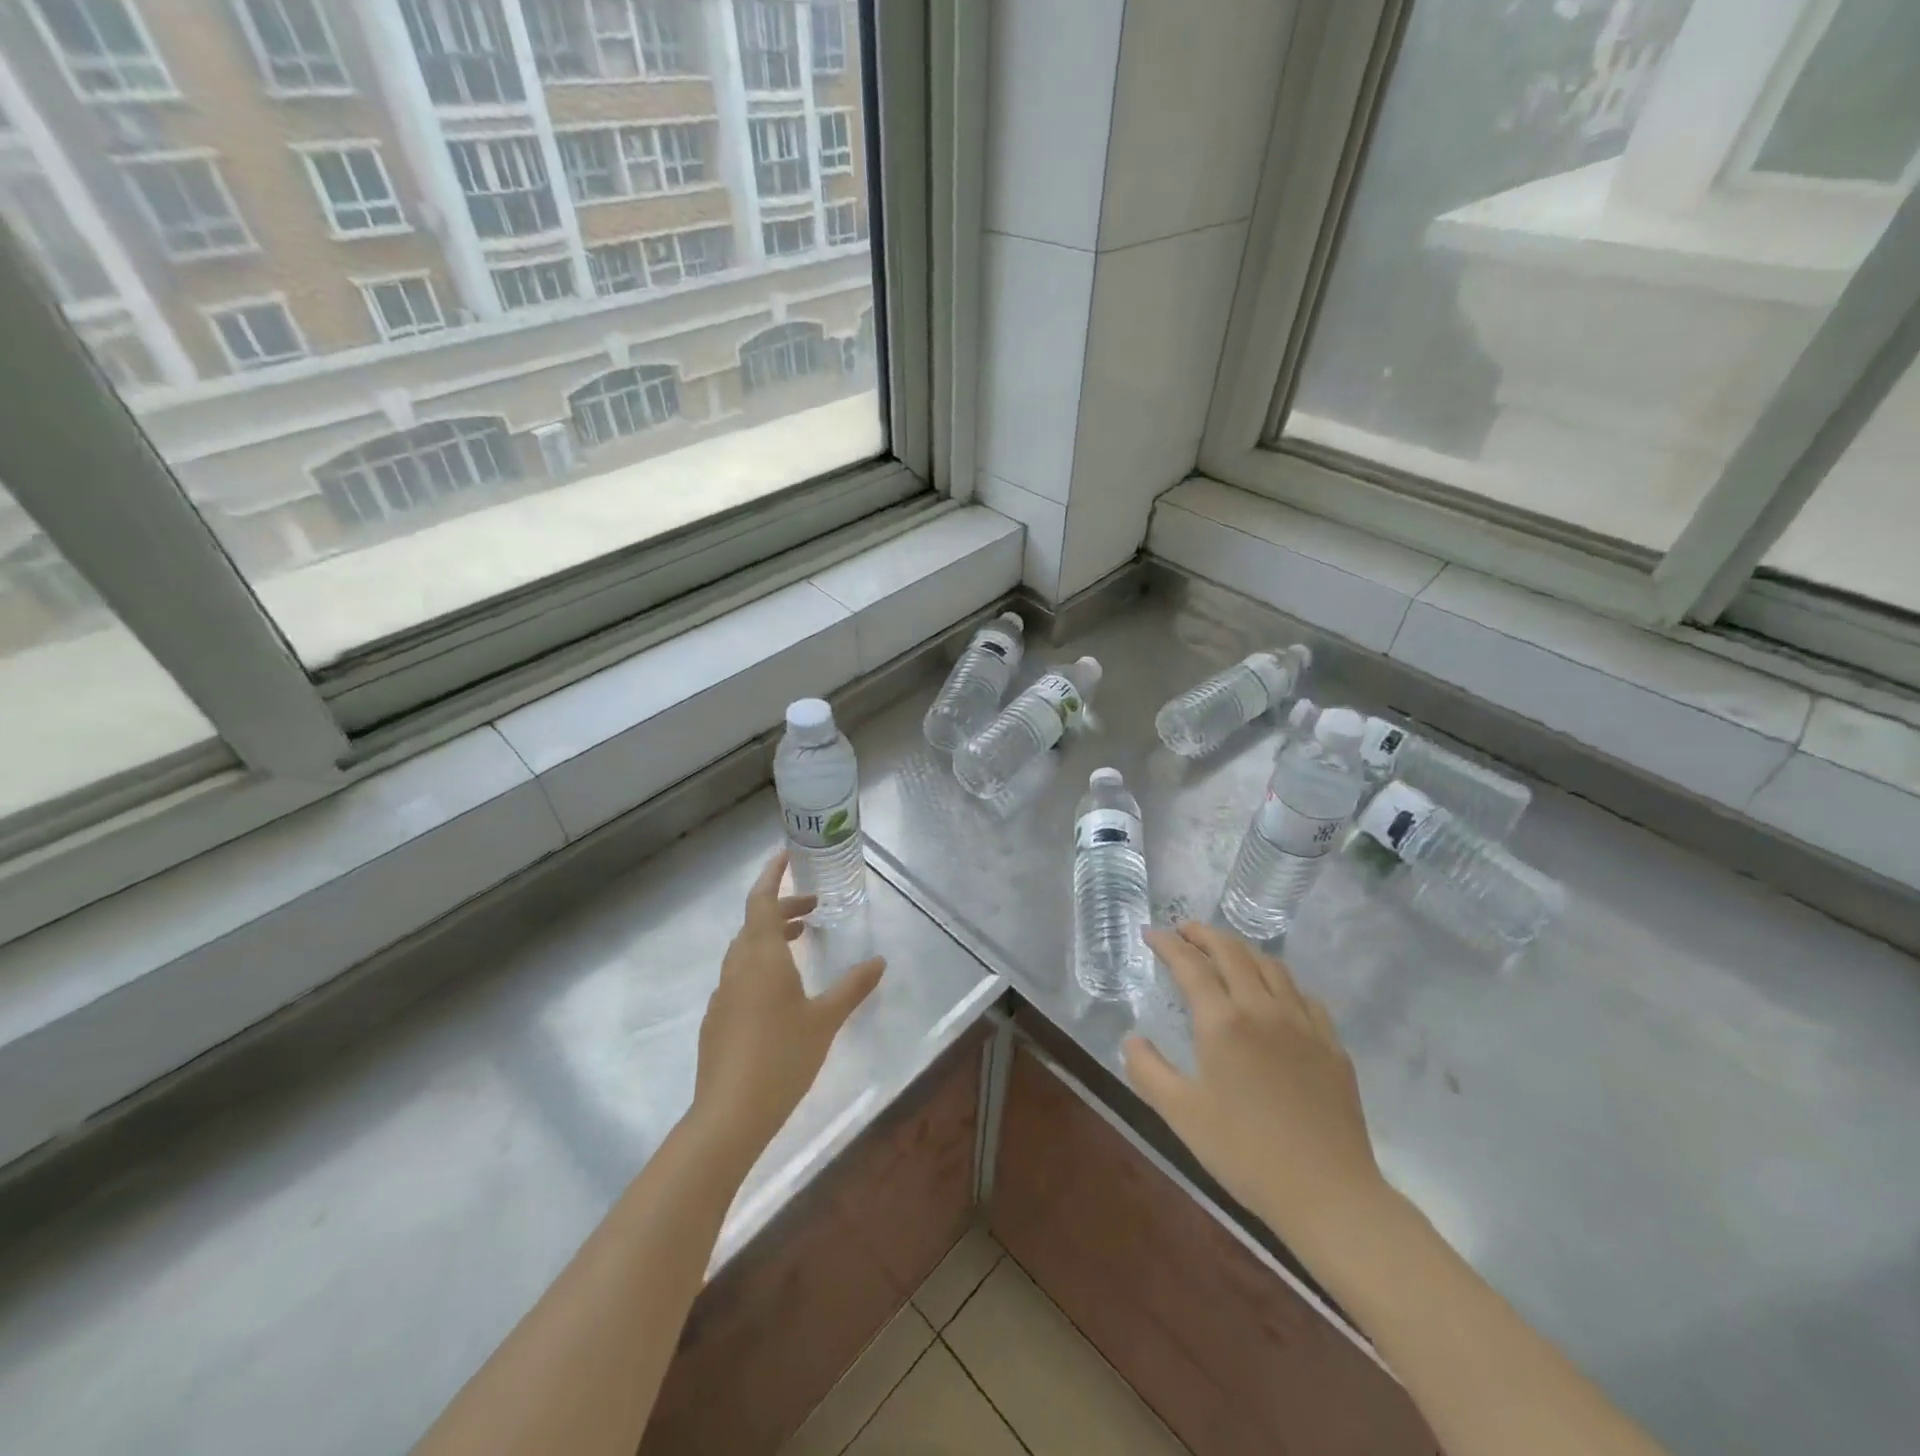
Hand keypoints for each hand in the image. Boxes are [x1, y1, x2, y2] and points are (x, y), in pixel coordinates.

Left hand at [691, 850, 883, 1164]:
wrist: (729, 1114)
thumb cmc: (783, 1057)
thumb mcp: (826, 1019)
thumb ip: (853, 987)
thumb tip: (879, 961)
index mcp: (762, 956)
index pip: (762, 899)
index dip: (772, 874)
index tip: (786, 854)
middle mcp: (737, 966)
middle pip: (755, 921)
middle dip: (783, 907)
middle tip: (814, 907)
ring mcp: (723, 993)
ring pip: (746, 949)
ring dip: (772, 935)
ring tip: (801, 940)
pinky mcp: (717, 1018)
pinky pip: (740, 974)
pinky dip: (761, 963)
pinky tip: (781, 990)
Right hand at [1124, 923, 1388, 1255]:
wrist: (1328, 1194)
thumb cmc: (1245, 1153)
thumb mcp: (1180, 1115)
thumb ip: (1147, 1070)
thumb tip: (1131, 1039)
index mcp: (1223, 1023)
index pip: (1191, 965)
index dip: (1168, 944)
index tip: (1151, 934)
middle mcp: (1263, 1009)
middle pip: (1233, 952)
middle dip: (1204, 934)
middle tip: (1183, 931)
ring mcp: (1303, 1024)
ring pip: (1271, 966)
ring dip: (1242, 950)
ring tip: (1225, 953)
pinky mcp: (1331, 1044)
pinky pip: (1303, 995)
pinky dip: (1279, 980)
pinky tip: (1275, 994)